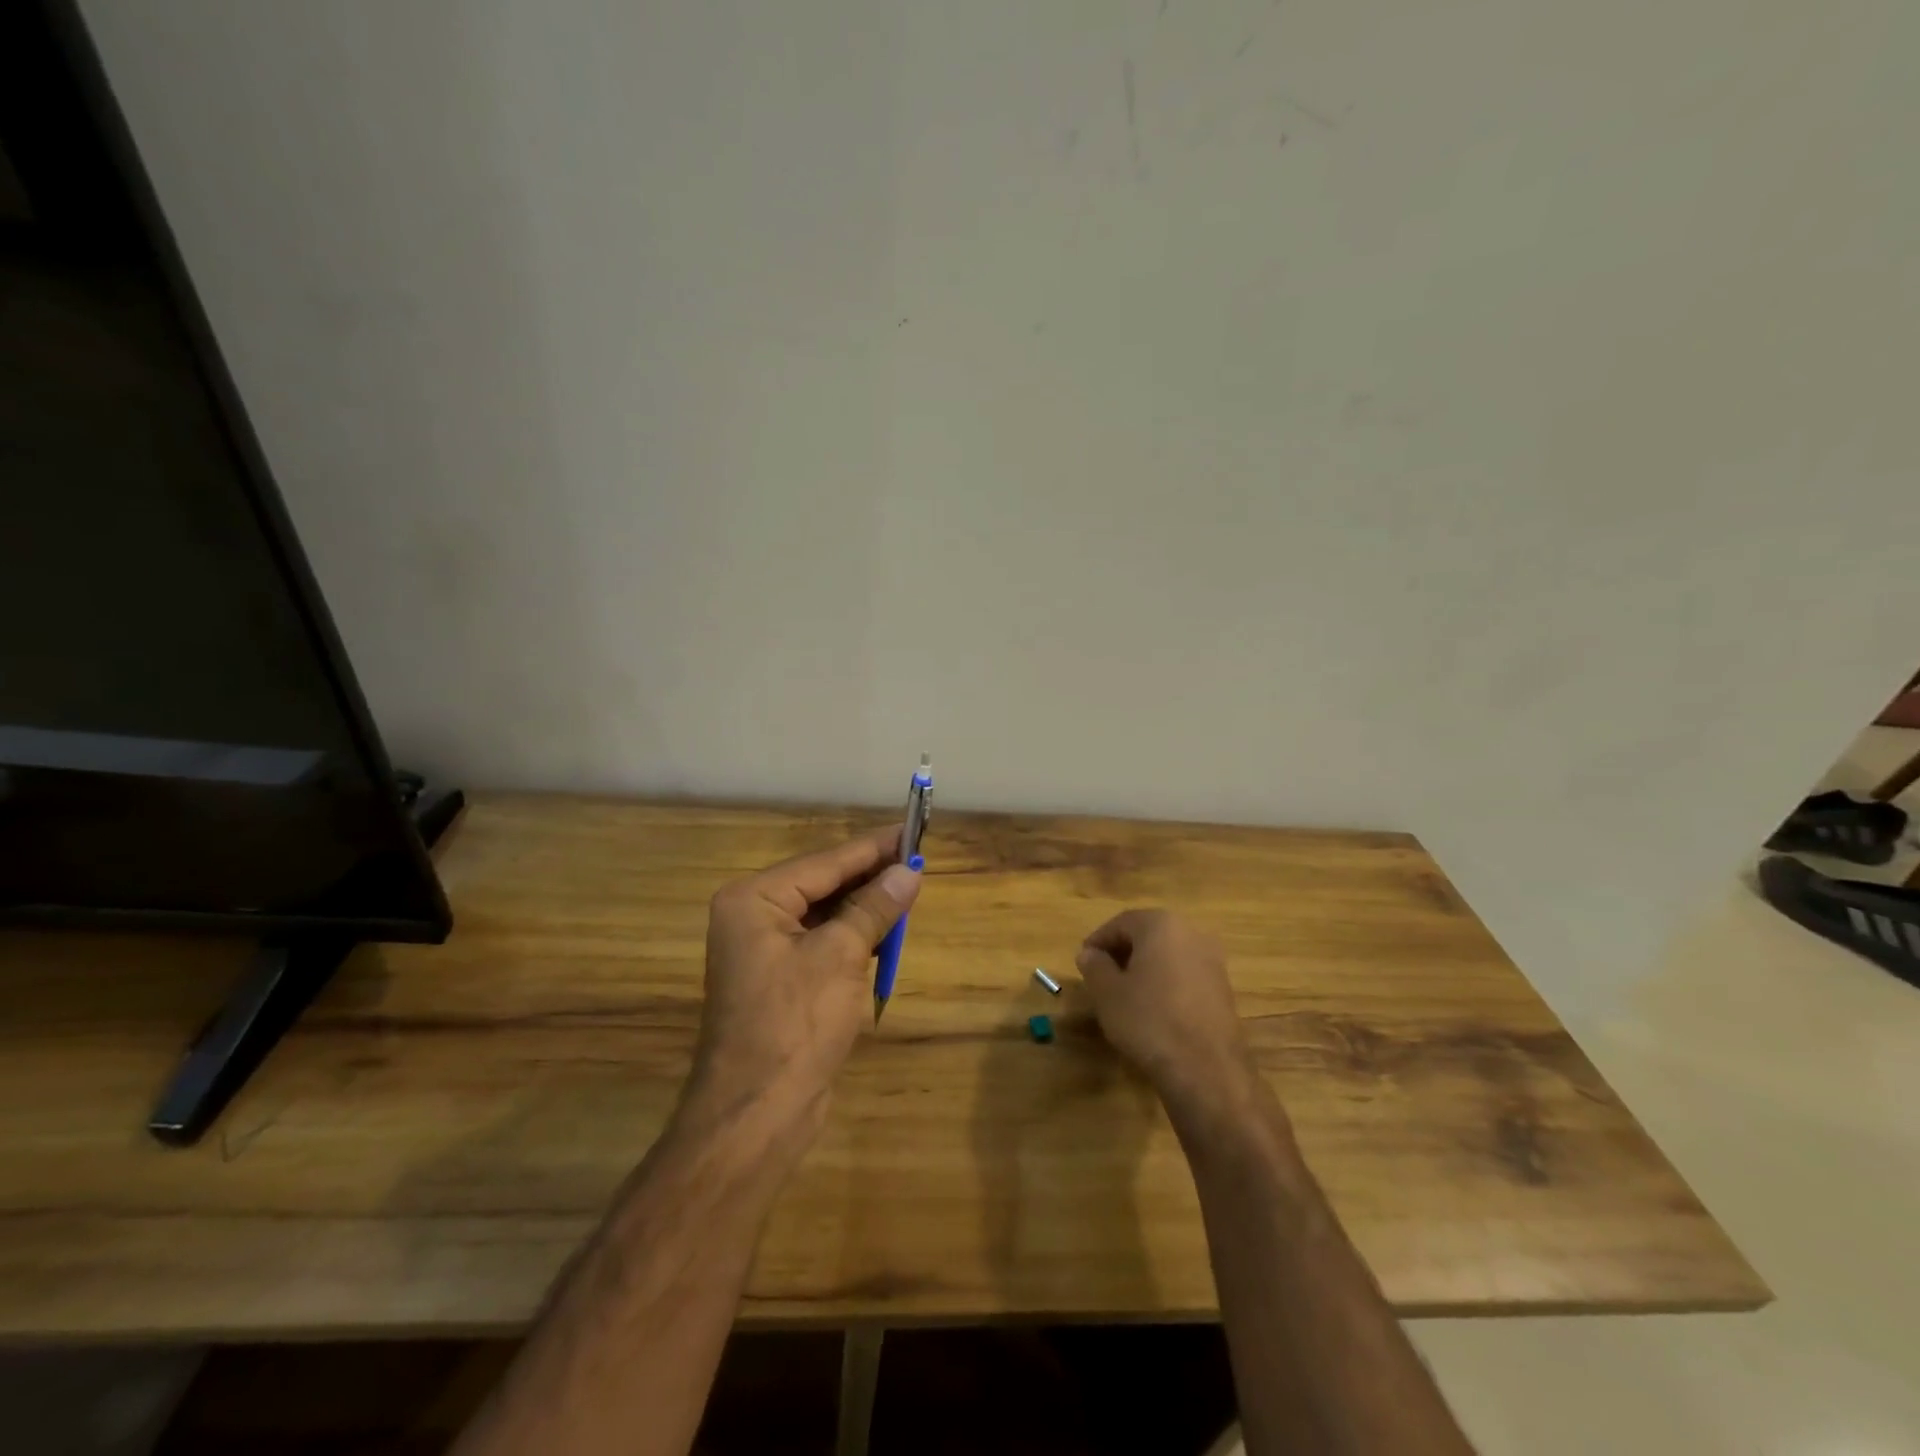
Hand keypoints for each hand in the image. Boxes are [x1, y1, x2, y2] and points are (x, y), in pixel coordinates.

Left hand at [687, 826, 921, 1136]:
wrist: (757, 1115)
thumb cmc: (795, 1024)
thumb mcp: (841, 956)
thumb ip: (874, 908)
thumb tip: (908, 872)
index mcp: (754, 900)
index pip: (824, 862)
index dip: (872, 848)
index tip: (911, 829)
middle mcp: (753, 917)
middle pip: (823, 884)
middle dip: (870, 877)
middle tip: (917, 860)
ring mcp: (765, 951)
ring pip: (825, 914)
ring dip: (865, 907)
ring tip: (909, 889)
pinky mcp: (781, 980)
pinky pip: (823, 942)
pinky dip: (854, 936)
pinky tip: (886, 930)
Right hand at [1075, 909, 1259, 1119]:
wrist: (1206, 1069)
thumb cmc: (1149, 1020)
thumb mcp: (1107, 993)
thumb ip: (1094, 966)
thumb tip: (1090, 954)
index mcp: (1162, 925)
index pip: (1121, 922)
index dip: (1099, 940)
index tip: (1084, 961)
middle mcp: (1192, 933)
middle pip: (1148, 935)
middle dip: (1123, 952)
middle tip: (1102, 976)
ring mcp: (1213, 962)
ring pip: (1168, 955)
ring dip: (1145, 968)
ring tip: (1125, 995)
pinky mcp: (1224, 989)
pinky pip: (1186, 975)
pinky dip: (1166, 984)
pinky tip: (1154, 1010)